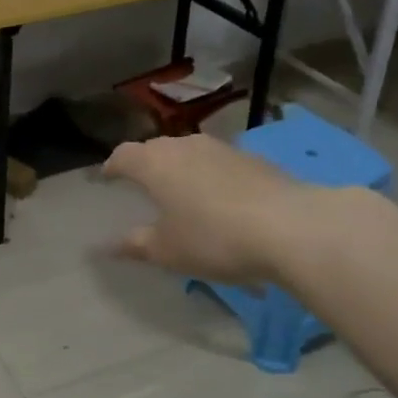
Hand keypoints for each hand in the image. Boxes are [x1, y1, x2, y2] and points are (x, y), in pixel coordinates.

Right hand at [104, 133, 316, 286]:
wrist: (291, 227)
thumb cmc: (214, 238)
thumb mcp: (168, 251)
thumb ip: (136, 244)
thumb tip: (109, 245)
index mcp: (154, 163)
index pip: (123, 156)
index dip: (112, 167)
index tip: (106, 178)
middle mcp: (184, 146)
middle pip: (155, 149)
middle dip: (145, 165)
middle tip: (142, 186)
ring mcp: (221, 148)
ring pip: (189, 153)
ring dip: (180, 169)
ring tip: (181, 192)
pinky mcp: (253, 159)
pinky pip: (218, 163)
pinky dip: (210, 176)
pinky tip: (220, 200)